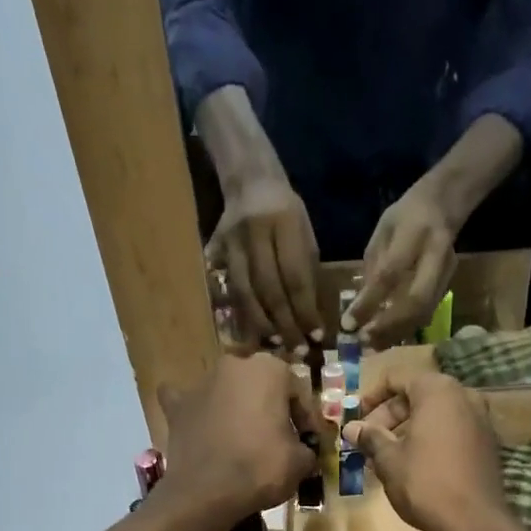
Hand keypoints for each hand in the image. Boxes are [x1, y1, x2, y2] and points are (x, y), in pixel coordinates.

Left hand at [158, 352, 315, 526]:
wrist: (206, 493)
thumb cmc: (260, 468)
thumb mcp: (300, 462)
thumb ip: (306, 449)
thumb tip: (302, 453)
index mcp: (269, 369)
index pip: (297, 392)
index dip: (306, 420)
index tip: (309, 443)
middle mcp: (233, 366)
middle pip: (260, 387)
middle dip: (269, 409)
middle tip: (277, 438)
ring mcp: (200, 384)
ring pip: (225, 392)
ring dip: (235, 408)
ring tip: (242, 438)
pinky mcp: (177, 407)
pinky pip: (188, 404)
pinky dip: (196, 413)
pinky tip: (201, 425)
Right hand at [207, 172, 323, 354]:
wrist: (249, 180)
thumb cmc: (286, 212)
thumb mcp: (305, 233)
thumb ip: (307, 272)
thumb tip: (309, 318)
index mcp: (284, 222)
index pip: (296, 277)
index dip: (305, 311)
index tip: (316, 335)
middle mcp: (255, 233)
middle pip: (269, 290)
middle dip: (285, 324)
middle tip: (297, 350)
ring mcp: (231, 243)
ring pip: (245, 294)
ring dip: (261, 325)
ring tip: (276, 344)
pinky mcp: (214, 251)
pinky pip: (228, 290)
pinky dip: (242, 314)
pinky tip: (253, 332)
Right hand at [342, 367, 517, 530]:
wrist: (474, 522)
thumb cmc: (425, 484)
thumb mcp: (389, 460)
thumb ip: (370, 438)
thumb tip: (351, 428)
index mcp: (437, 391)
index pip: (397, 378)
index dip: (371, 397)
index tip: (357, 420)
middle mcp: (464, 395)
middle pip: (417, 395)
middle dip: (389, 417)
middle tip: (368, 443)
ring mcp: (480, 418)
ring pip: (434, 414)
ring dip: (408, 430)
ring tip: (386, 457)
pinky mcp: (487, 442)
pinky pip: (451, 430)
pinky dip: (429, 439)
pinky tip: (413, 465)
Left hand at [347, 180, 458, 348]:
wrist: (444, 204)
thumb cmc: (405, 216)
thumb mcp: (382, 232)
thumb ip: (373, 268)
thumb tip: (359, 308)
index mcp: (415, 233)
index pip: (390, 274)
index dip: (368, 302)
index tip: (348, 324)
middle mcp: (436, 255)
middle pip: (416, 301)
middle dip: (388, 326)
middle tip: (364, 340)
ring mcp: (446, 273)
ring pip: (423, 313)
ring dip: (397, 333)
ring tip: (373, 345)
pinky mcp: (448, 286)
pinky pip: (426, 314)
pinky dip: (405, 329)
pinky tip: (388, 337)